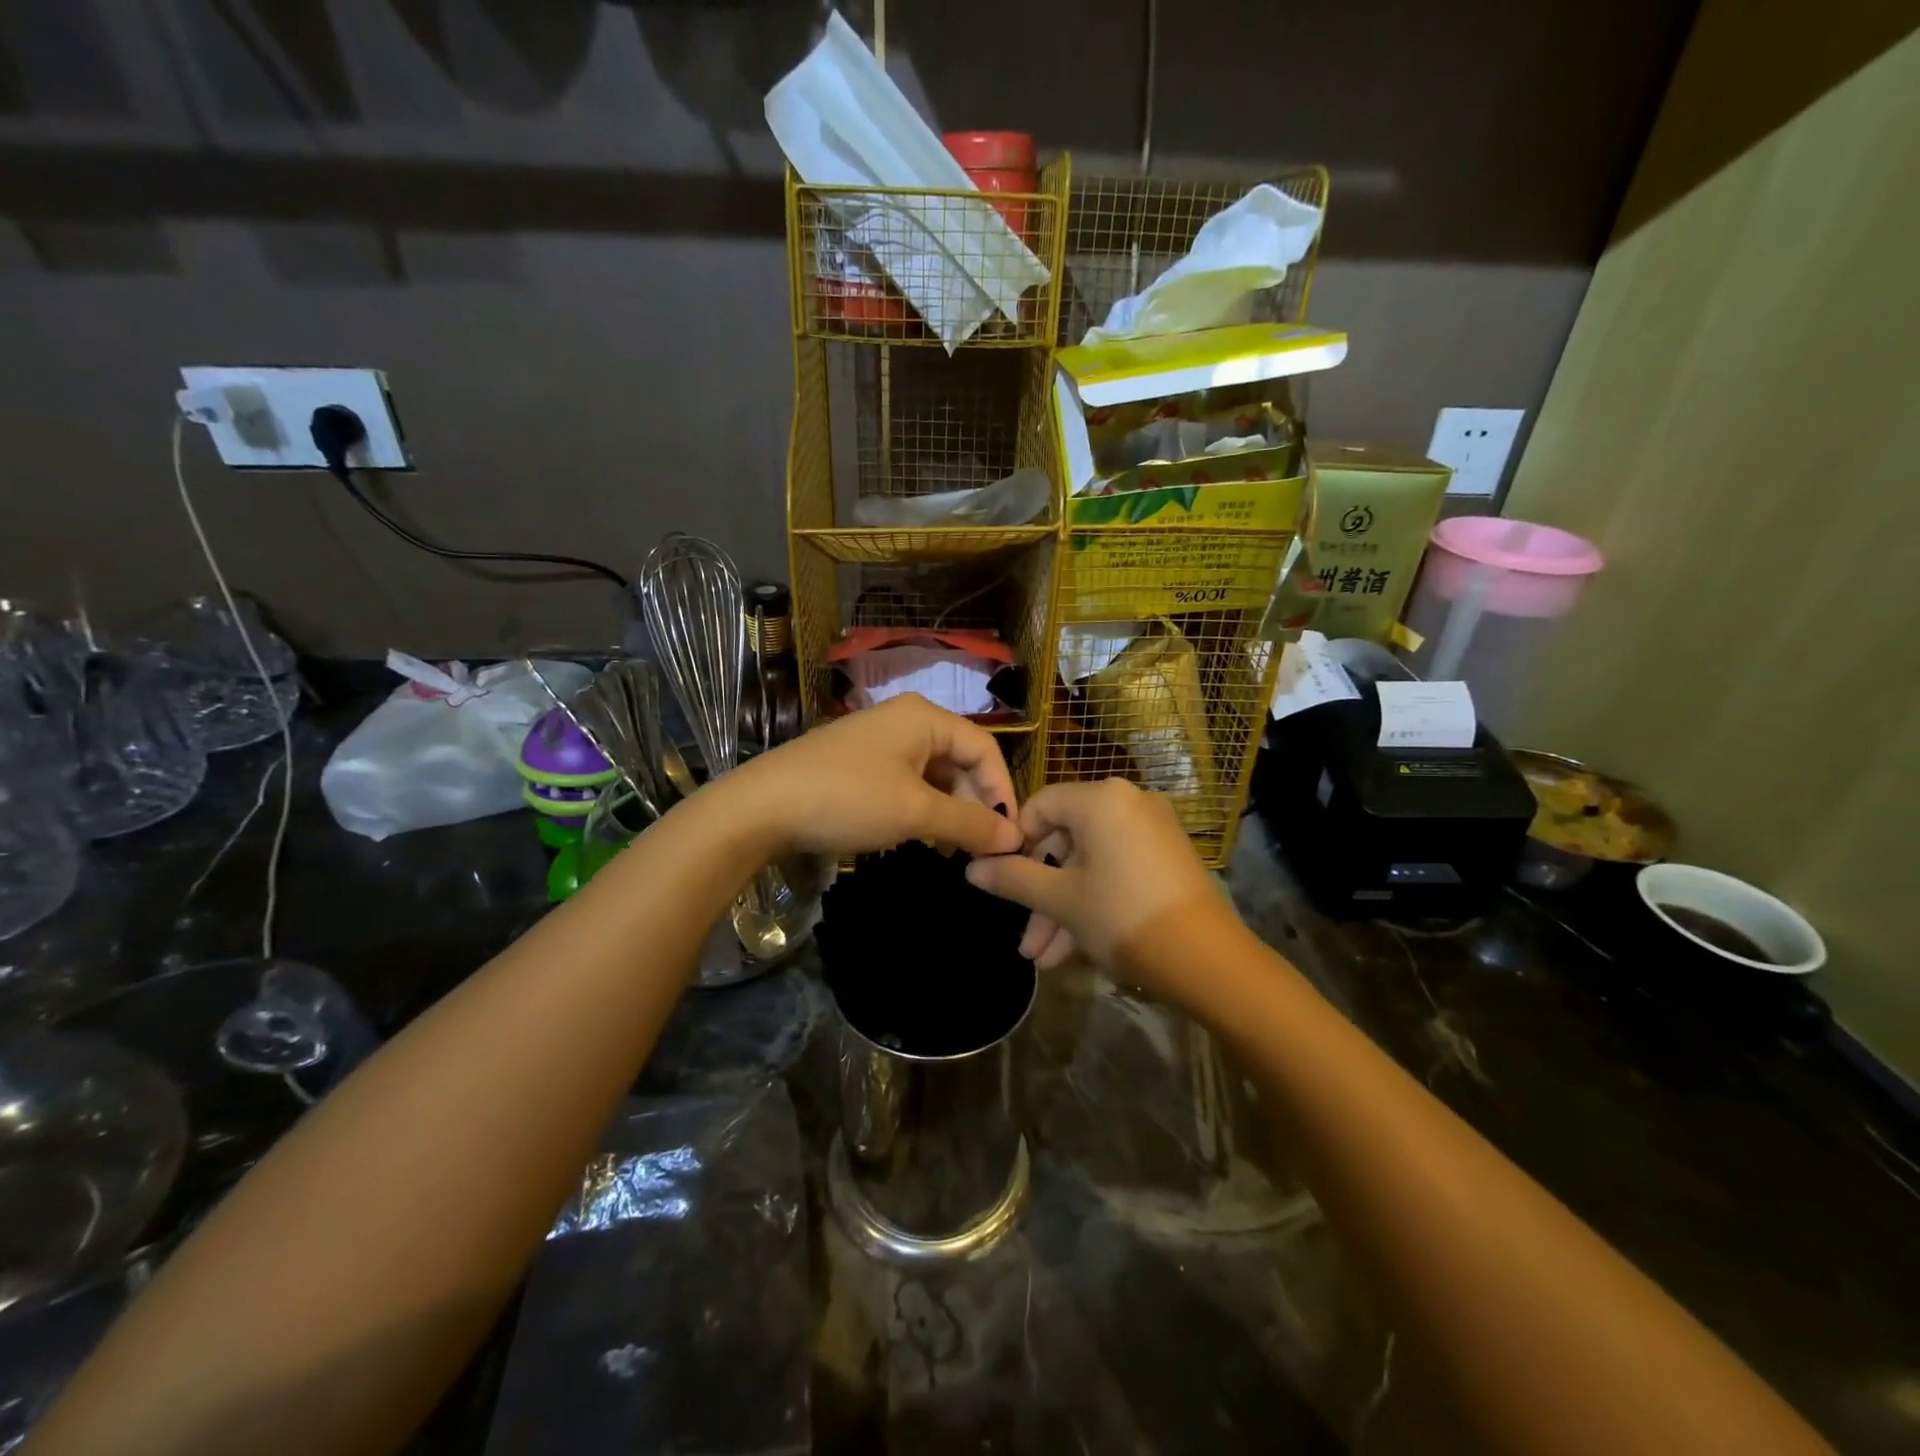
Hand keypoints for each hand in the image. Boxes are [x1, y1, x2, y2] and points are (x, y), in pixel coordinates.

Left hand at [733, 694, 1022, 860]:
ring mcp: (879, 742)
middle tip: (978, 850)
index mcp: (925, 717)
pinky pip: (907, 783)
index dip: (1003, 793)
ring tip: (951, 851)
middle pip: (960, 761)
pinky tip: (920, 839)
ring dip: (949, 812)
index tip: (1010, 837)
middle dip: (974, 805)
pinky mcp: (859, 764)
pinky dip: (921, 810)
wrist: (761, 807)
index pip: (985, 749)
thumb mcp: (915, 813)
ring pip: (934, 776)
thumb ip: (969, 823)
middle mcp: (906, 720)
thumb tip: (1014, 838)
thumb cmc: (848, 799)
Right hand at [964, 779, 1231, 991]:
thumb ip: (1013, 879)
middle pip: (1066, 841)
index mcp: (1101, 798)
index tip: (1003, 882)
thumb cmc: (1122, 917)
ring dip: (1064, 909)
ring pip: (1091, 864)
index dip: (1016, 844)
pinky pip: (1117, 871)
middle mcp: (1129, 802)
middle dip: (1041, 894)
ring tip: (1045, 960)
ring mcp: (1153, 830)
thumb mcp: (1061, 900)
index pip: (1040, 806)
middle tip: (1026, 939)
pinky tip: (1075, 951)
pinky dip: (1094, 902)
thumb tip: (972, 869)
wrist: (1207, 960)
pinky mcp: (1169, 858)